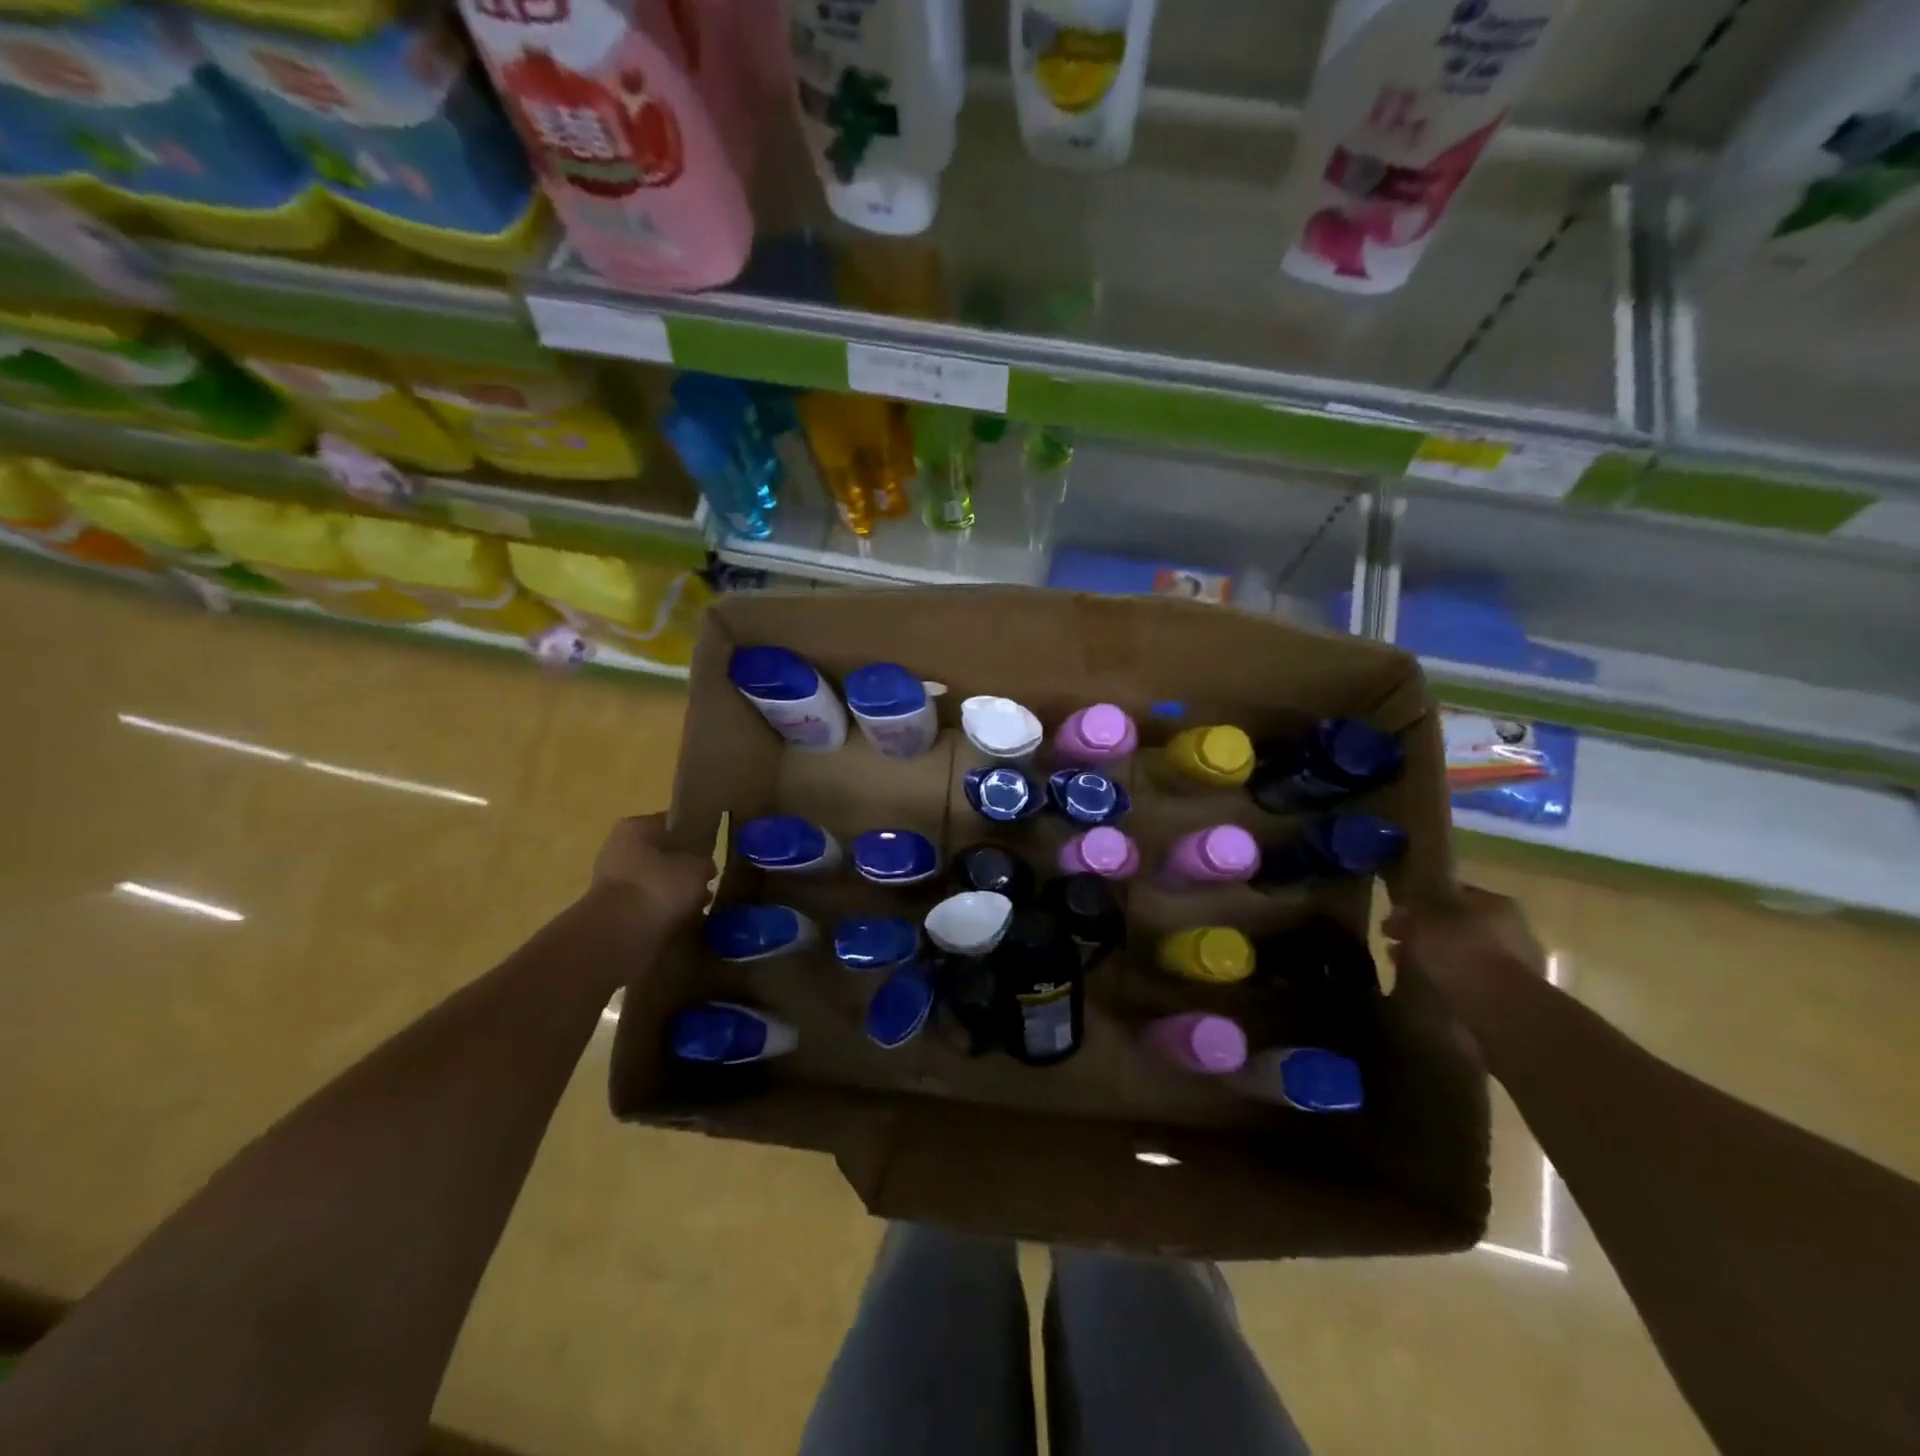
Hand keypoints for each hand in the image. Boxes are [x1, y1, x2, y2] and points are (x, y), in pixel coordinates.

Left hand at [592, 814, 713, 926]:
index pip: (671, 824)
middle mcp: (617, 849)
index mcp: (635, 827)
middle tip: (706, 883)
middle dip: (681, 870)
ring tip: (698, 908)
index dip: (694, 837)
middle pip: (659, 855)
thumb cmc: (659, 887)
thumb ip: (705, 862)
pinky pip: (644, 908)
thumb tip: (705, 868)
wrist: (619, 937)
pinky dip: (660, 915)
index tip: (712, 853)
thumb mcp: (699, 867)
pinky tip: (680, 923)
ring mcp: (609, 883)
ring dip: (671, 895)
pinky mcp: (609, 914)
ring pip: (652, 883)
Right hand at [1383, 884, 1544, 1002]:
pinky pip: (1473, 979)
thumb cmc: (1458, 951)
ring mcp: (1518, 964)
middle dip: (1426, 931)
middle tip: (1395, 942)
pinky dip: (1451, 979)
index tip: (1395, 916)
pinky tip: (1430, 986)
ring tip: (1406, 967)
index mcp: (1495, 902)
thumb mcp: (1423, 916)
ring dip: (1437, 956)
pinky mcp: (1515, 995)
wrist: (1500, 1008)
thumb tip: (1407, 899)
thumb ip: (1413, 902)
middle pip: (1458, 923)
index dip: (1419, 902)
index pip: (1452, 891)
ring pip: (1464, 951)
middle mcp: (1513, 928)